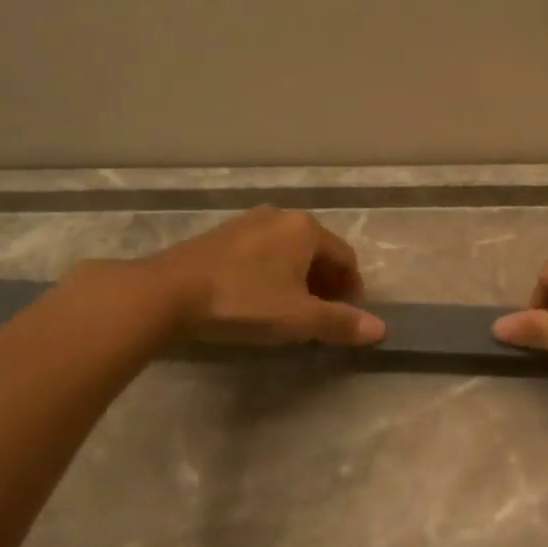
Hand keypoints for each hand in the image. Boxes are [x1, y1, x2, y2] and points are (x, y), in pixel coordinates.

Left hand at [129, 208, 385, 346]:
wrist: (167, 294)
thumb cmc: (244, 302)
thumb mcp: (299, 318)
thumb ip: (341, 322)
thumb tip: (380, 329)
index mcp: (305, 229)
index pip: (346, 257)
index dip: (353, 288)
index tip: (347, 316)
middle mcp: (279, 217)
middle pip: (317, 251)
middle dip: (326, 284)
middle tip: (321, 316)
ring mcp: (246, 223)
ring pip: (287, 252)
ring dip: (298, 280)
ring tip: (289, 311)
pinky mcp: (219, 237)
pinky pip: (261, 253)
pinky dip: (270, 274)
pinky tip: (256, 299)